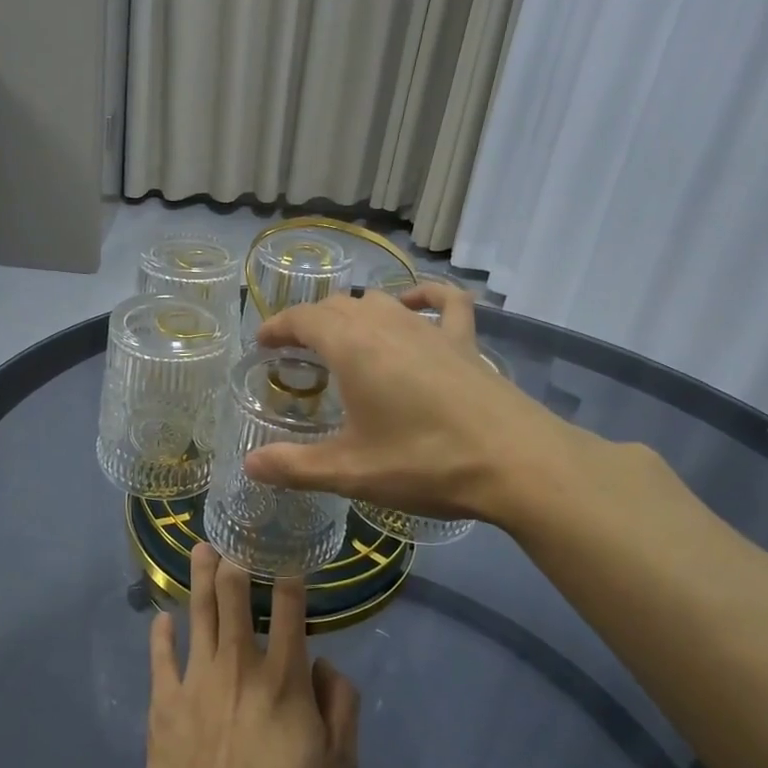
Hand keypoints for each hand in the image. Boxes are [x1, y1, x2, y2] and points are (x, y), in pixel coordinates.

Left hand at [146, 545, 358, 767]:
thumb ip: (341, 707)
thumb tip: (324, 666)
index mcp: (284, 677)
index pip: (290, 607)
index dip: (290, 574)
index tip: (287, 552)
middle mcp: (239, 665)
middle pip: (234, 596)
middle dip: (236, 560)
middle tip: (232, 536)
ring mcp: (196, 681)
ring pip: (198, 614)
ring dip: (200, 578)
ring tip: (200, 549)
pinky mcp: (163, 705)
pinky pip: (160, 658)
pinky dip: (160, 635)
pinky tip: (160, 619)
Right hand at [245, 287, 585, 525]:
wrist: (516, 462)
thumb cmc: (424, 462)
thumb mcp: (351, 471)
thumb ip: (295, 466)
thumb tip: (250, 465)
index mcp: (352, 346)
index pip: (303, 319)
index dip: (278, 327)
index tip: (262, 343)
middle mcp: (387, 324)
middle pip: (337, 306)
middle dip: (310, 322)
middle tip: (296, 351)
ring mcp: (429, 328)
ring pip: (380, 301)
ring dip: (353, 312)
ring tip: (343, 337)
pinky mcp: (464, 340)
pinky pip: (442, 302)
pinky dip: (422, 296)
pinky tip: (413, 303)